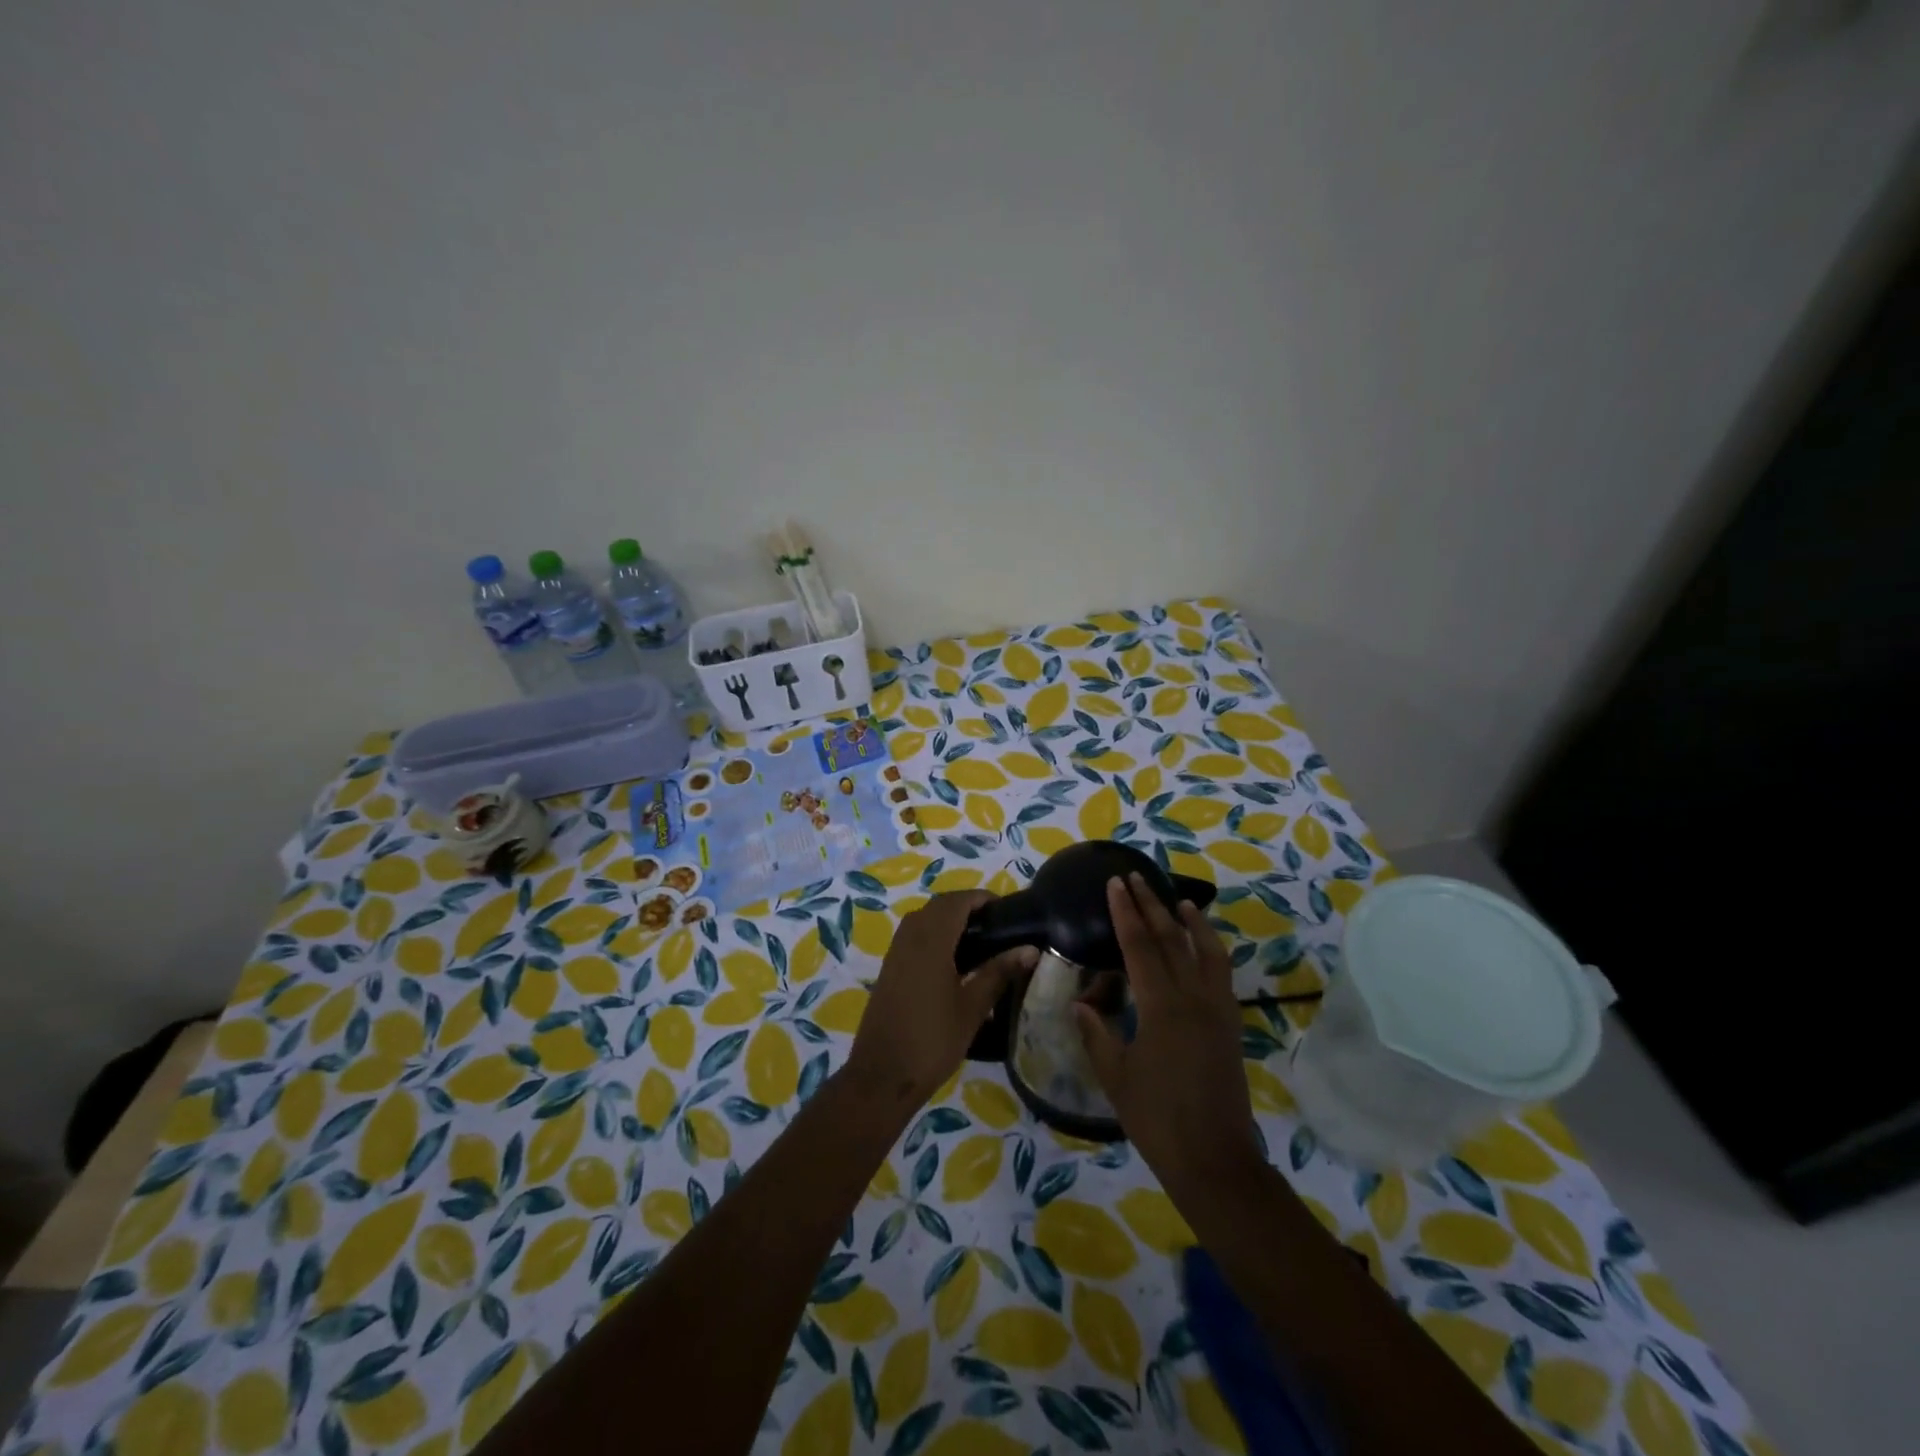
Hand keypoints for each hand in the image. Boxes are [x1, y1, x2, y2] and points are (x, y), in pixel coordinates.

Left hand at [845, 891, 1037, 1109]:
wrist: (882, 1076)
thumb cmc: (932, 1041)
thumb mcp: (972, 1008)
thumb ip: (999, 973)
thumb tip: (1031, 949)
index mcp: (930, 941)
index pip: (956, 901)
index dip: (980, 898)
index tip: (1006, 909)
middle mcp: (909, 938)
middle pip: (938, 906)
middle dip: (966, 907)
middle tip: (996, 926)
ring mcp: (895, 953)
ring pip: (923, 919)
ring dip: (948, 920)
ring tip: (979, 942)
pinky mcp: (889, 968)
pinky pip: (913, 936)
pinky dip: (934, 935)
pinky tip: (953, 961)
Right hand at [1076, 874, 1262, 1193]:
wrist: (1214, 1159)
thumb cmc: (1157, 1119)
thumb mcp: (1116, 1077)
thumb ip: (1097, 1034)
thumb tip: (1080, 1005)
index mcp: (1162, 1006)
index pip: (1140, 946)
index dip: (1125, 912)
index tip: (1115, 884)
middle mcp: (1194, 998)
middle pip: (1172, 939)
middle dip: (1152, 905)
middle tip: (1136, 878)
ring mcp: (1218, 1010)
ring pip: (1207, 952)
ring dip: (1191, 922)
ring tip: (1179, 900)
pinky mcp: (1230, 1026)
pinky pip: (1222, 974)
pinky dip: (1211, 950)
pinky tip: (1202, 947)